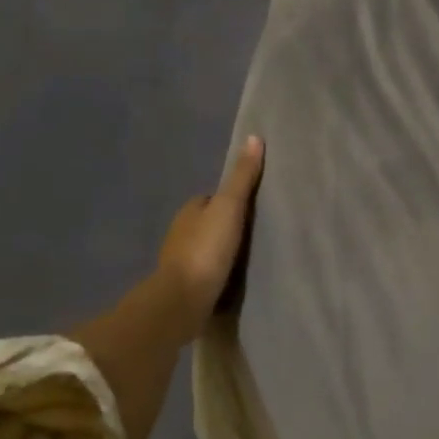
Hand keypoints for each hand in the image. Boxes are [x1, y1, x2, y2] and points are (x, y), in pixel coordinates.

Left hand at [157, 135, 264, 333]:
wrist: (182, 301)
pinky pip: (206, 272)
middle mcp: (181, 232)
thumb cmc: (206, 249)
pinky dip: (218, 272)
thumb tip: (254, 138)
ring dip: (223, 251)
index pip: (213, 198)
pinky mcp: (185, 286)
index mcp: (190, 210)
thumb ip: (242, 178)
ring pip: (207, 248)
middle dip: (228, 226)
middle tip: (257, 233)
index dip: (232, 200)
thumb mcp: (230, 207)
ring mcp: (180, 261)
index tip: (254, 207)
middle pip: (210, 223)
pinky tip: (234, 278)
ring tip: (251, 257)